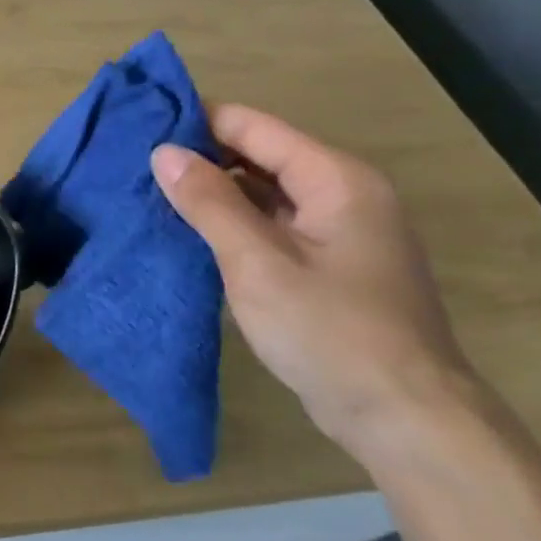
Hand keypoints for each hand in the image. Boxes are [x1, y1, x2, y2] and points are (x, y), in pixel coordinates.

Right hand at [151, 104, 476, 459]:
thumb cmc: (330, 332)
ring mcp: (339, 232)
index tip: (141, 127)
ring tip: (151, 195)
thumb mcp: (257, 263)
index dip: (197, 122)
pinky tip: (191, 234)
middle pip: (260, 156)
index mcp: (335, 179)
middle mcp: (343, 194)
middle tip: (136, 167)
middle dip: (201, 158)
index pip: (254, 127)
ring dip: (213, 193)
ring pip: (264, 193)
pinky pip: (272, 225)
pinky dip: (233, 224)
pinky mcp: (330, 265)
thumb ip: (209, 202)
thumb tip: (163, 152)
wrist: (405, 419)